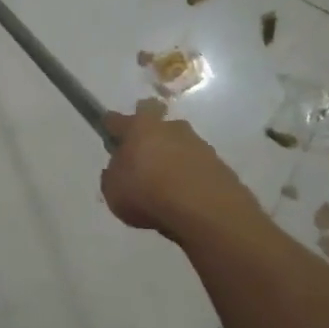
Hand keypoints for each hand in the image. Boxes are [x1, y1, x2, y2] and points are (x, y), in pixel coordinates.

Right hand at [101, 100, 259, 242]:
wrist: (204, 209)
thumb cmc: (147, 193)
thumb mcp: (112, 190)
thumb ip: (113, 175)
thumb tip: (120, 169)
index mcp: (139, 128)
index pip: (117, 118)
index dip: (112, 126)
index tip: (110, 135)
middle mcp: (169, 127)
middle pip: (155, 122)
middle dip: (149, 135)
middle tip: (143, 158)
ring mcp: (197, 143)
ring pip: (178, 143)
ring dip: (171, 157)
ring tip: (166, 187)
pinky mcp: (218, 163)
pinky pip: (196, 164)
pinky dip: (189, 175)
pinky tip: (185, 197)